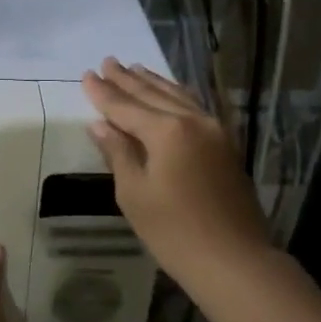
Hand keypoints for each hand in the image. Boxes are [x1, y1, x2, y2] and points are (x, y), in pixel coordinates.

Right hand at [82, 58, 270, 294]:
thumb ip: (118, 153)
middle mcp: (193, 121)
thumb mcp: (134, 194)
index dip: (103, 92)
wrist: (233, 260)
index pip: (126, 106)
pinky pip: (195, 109)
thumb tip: (101, 125)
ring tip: (135, 69)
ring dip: (154, 83)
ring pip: (178, 97)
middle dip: (127, 80)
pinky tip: (170, 94)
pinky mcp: (225, 146)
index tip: (86, 74)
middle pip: (153, 95)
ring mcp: (215, 131)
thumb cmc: (174, 232)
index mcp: (167, 131)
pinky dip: (176, 97)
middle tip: (108, 61)